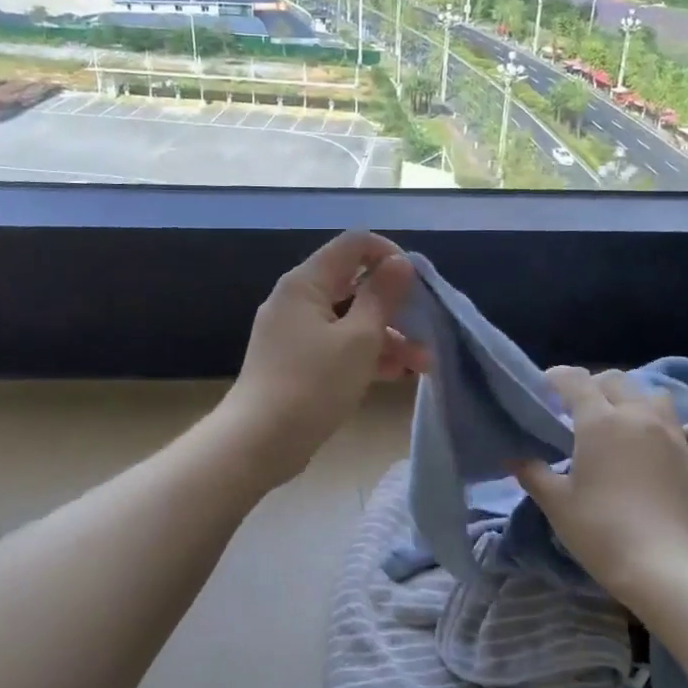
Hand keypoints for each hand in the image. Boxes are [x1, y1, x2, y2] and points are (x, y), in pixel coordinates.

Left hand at [220, 232, 430, 481]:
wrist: (260, 442)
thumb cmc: (313, 384)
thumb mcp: (359, 339)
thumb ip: (382, 296)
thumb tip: (399, 262)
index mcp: (306, 282)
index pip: (354, 244)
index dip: (390, 255)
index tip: (417, 284)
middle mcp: (298, 300)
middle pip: (355, 284)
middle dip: (396, 306)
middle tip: (427, 329)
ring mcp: (296, 332)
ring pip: (351, 320)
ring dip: (389, 336)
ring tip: (423, 365)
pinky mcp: (298, 362)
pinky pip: (339, 346)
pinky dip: (367, 355)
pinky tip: (397, 375)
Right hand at [516, 367, 687, 598]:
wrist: (662, 566)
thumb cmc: (600, 531)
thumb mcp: (556, 503)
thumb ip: (532, 472)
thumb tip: (513, 456)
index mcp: (599, 421)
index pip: (575, 381)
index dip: (557, 378)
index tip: (545, 388)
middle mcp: (638, 416)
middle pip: (616, 381)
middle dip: (595, 386)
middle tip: (581, 410)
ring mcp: (675, 436)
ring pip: (658, 397)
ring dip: (639, 402)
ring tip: (627, 422)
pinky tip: (677, 442)